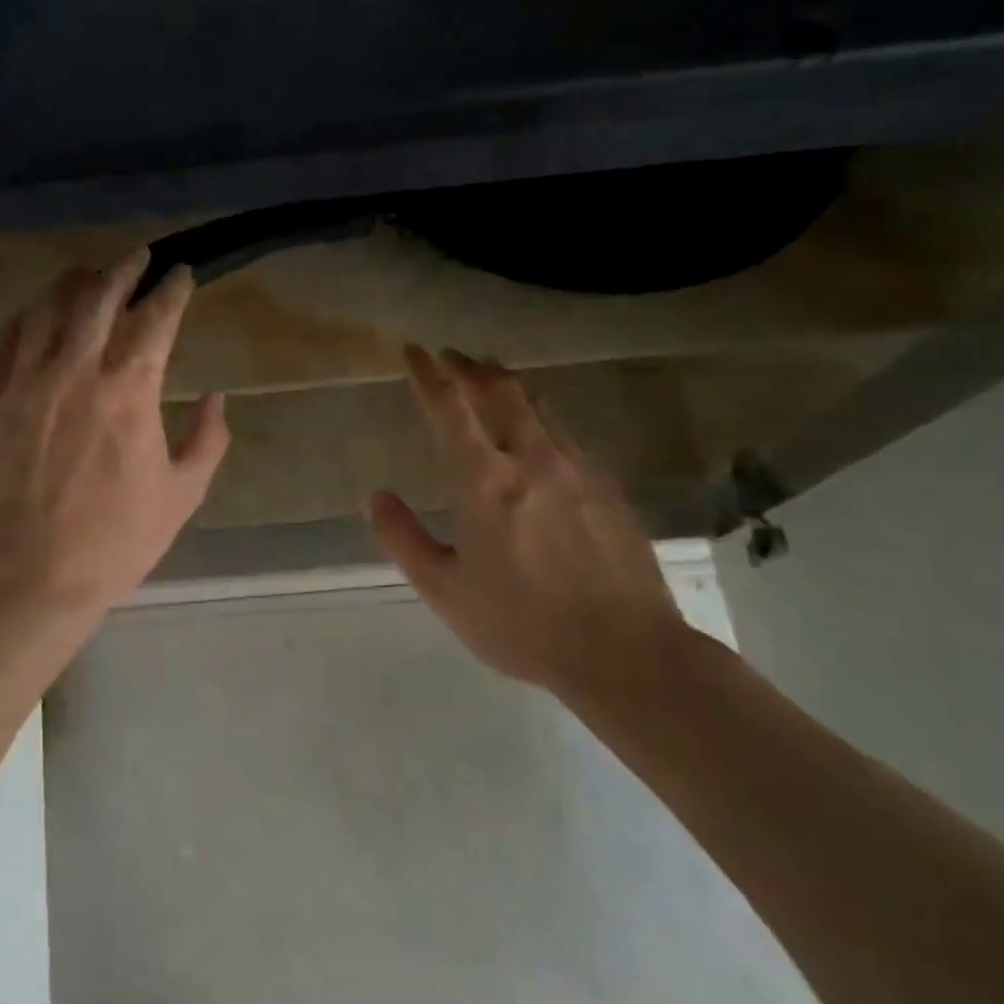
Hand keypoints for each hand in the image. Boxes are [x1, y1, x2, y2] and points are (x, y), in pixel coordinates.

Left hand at [0, 250, 228, 626]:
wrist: (31, 575)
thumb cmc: (116, 539)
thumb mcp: (182, 494)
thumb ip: (207, 440)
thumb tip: (216, 398)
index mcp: (129, 392)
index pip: (155, 319)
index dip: (172, 289)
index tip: (182, 273)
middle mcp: (77, 372)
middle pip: (98, 297)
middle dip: (123, 269)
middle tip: (139, 256)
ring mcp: (28, 383)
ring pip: (47, 309)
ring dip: (73, 283)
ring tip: (89, 273)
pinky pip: (7, 341)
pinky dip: (27, 316)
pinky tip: (38, 312)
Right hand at [368, 346, 690, 709]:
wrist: (628, 652)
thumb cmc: (524, 625)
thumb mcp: (446, 592)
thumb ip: (404, 539)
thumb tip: (375, 497)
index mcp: (485, 482)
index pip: (449, 409)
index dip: (428, 375)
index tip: (414, 351)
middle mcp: (531, 459)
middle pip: (498, 392)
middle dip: (469, 367)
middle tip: (450, 355)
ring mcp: (576, 468)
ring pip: (537, 404)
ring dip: (506, 382)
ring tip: (490, 372)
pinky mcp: (607, 486)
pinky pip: (565, 432)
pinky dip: (540, 414)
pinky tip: (539, 428)